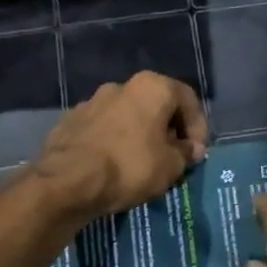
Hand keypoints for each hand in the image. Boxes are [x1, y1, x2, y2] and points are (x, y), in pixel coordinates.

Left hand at [32, 71, 209, 220]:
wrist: (67, 181)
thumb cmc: (130, 166)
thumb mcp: (171, 166)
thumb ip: (186, 153)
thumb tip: (189, 148)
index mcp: (151, 87)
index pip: (188, 99)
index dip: (199, 127)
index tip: (197, 154)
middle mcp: (121, 85)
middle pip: (156, 105)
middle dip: (168, 130)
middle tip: (174, 158)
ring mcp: (92, 101)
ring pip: (128, 116)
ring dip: (140, 135)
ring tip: (143, 164)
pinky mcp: (71, 120)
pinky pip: (104, 129)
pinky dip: (114, 142)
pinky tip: (114, 166)